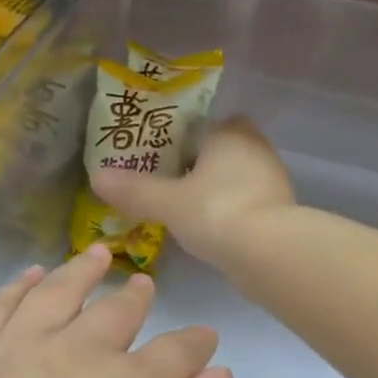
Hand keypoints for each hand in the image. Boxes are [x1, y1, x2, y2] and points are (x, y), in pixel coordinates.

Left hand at [0, 244, 236, 377]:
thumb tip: (217, 373)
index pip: (179, 350)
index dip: (196, 342)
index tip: (203, 338)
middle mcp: (77, 351)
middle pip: (117, 310)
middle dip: (136, 296)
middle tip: (144, 285)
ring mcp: (16, 348)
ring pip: (58, 292)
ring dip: (82, 270)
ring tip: (95, 254)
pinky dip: (19, 284)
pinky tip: (30, 276)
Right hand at [92, 117, 295, 267]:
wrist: (268, 252)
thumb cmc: (215, 211)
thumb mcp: (167, 202)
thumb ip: (135, 190)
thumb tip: (97, 178)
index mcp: (230, 133)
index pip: (205, 126)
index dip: (183, 139)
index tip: (162, 159)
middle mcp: (257, 149)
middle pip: (222, 152)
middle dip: (199, 167)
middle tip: (168, 185)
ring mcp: (273, 181)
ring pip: (236, 179)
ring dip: (216, 191)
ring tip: (185, 211)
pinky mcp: (281, 211)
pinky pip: (247, 203)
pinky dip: (230, 212)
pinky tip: (211, 231)